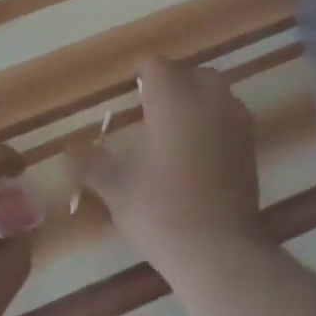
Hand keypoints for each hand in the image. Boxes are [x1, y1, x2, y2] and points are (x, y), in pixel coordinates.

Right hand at [68, 57, 262, 269]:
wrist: (217, 250)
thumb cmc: (159, 209)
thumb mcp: (114, 186)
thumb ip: (88, 164)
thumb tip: (65, 155)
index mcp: (172, 99)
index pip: (156, 66)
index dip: (141, 74)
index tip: (130, 92)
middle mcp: (207, 101)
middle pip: (192, 72)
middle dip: (173, 82)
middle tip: (152, 108)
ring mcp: (235, 123)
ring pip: (217, 92)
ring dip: (198, 99)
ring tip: (176, 127)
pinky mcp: (250, 147)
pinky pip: (231, 117)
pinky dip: (216, 121)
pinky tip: (199, 149)